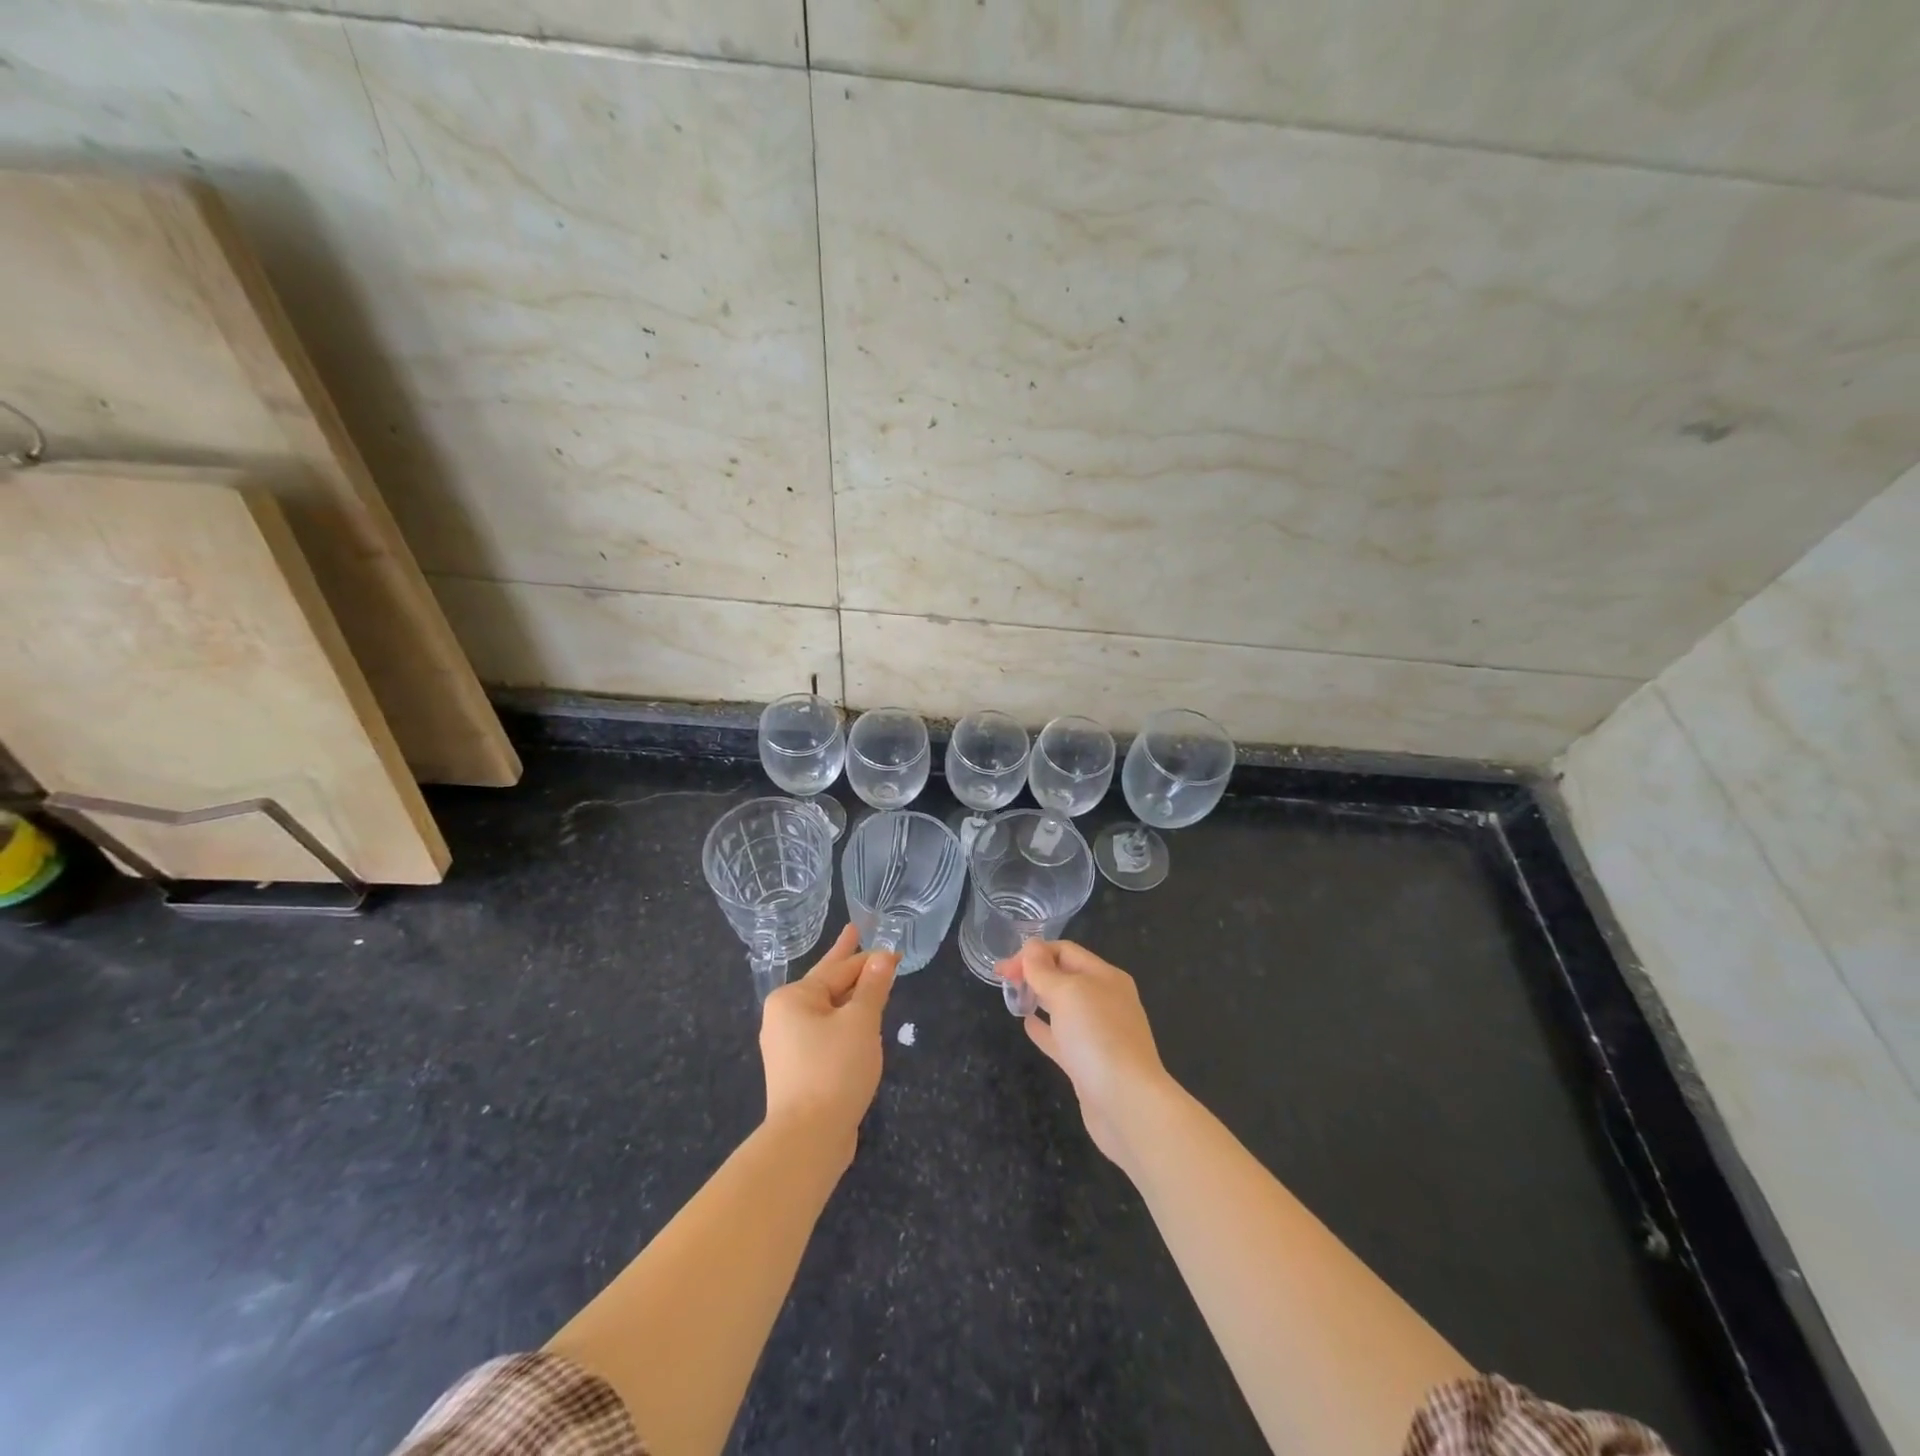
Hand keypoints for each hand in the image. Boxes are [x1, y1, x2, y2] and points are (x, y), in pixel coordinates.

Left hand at [760, 925, 897, 1161]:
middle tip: (854, 931)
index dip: (870, 959)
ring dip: (849, 995)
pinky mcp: (797, 1068)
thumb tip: (882, 956)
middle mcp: (784, 1015)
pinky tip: (857, 1021)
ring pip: (826, 1009)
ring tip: (864, 975)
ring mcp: (787, 1044)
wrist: (807, 1138)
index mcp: (794, 997)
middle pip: (826, 982)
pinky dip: (843, 1021)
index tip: (895, 952)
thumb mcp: (861, 1022)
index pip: (840, 969)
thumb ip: (873, 987)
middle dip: (847, 962)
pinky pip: (824, 1031)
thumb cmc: (834, 1069)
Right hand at [998, 939, 1175, 1173]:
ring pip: (1063, 1007)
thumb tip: (1031, 948)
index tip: (1005, 967)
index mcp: (1105, 977)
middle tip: (1002, 979)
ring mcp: (1099, 1033)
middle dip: (1034, 973)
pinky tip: (1027, 1025)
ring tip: (1013, 996)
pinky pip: (1062, 1036)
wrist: (1127, 1103)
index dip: (1034, 953)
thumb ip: (1044, 970)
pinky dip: (1044, 1028)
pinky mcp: (1089, 1062)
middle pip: (1065, 976)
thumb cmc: (1097, 1036)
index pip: (1066, 951)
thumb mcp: (1067, 993)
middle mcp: (1105, 1000)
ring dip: (1039, 997)